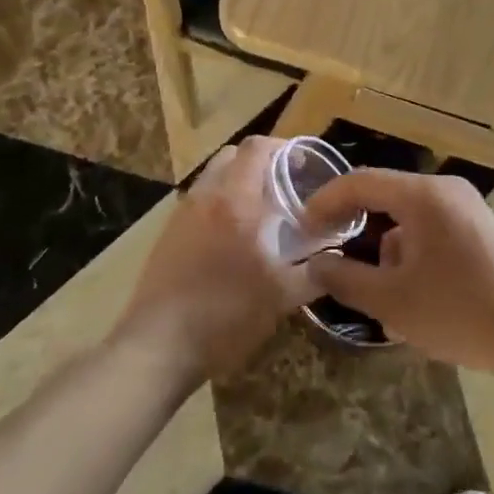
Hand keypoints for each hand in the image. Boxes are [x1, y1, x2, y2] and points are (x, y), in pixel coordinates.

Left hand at [114, 137, 320, 384]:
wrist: (157, 347)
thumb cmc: (224, 316)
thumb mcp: (281, 298)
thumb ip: (314, 274)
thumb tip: (336, 262)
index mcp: (236, 201)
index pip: (257, 147)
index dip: (283, 146)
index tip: (304, 163)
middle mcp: (205, 197)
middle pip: (232, 155)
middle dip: (260, 161)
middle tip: (284, 185)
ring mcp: (181, 214)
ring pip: (212, 177)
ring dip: (238, 182)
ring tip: (260, 212)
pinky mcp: (167, 235)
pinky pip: (198, 202)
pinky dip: (219, 204)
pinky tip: (232, 239)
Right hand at [302, 170, 493, 376]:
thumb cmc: (461, 313)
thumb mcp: (393, 303)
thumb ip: (346, 280)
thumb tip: (316, 265)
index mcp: (423, 196)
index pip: (360, 182)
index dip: (325, 202)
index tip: (301, 228)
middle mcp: (446, 191)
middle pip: (385, 199)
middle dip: (356, 231)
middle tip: (331, 260)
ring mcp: (468, 209)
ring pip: (408, 220)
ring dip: (386, 252)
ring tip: (380, 299)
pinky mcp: (481, 231)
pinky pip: (432, 232)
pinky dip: (413, 256)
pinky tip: (413, 300)